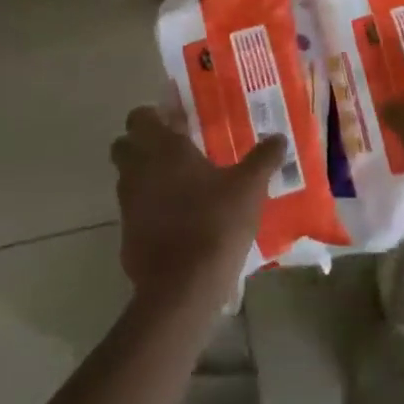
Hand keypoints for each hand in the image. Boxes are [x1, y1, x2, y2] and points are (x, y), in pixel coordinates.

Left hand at [111, 107, 281, 312]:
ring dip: (146, 175)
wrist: (183, 287)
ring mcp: (128, 204)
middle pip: (124, 145)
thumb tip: (279, 138)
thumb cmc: (215, 223)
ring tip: (182, 183)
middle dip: (143, 143)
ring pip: (128, 177)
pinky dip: (149, 208)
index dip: (155, 115)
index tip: (178, 120)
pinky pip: (134, 210)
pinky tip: (178, 218)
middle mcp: (138, 170)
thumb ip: (263, 159)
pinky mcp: (127, 235)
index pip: (140, 116)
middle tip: (176, 148)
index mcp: (163, 149)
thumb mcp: (249, 188)